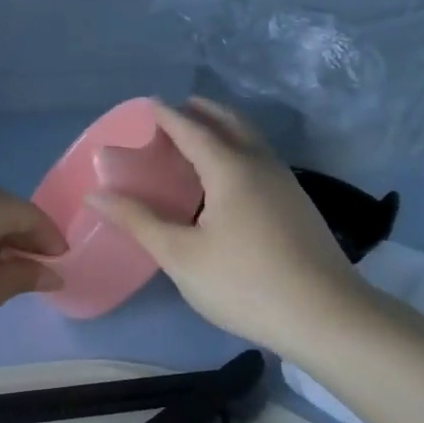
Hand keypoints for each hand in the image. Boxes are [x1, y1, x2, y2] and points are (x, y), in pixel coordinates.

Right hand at [88, 99, 367, 359]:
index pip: (192, 128)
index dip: (166, 116)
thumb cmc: (244, 282)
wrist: (327, 317)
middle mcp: (261, 165)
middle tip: (176, 113)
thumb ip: (138, 221)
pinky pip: (261, 161)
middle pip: (230, 123)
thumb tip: (96, 194)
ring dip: (224, 130)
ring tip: (198, 141)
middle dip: (201, 112)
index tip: (147, 105)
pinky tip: (229, 181)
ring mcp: (286, 184)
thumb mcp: (181, 255)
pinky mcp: (298, 205)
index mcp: (230, 168)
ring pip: (251, 141)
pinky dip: (238, 152)